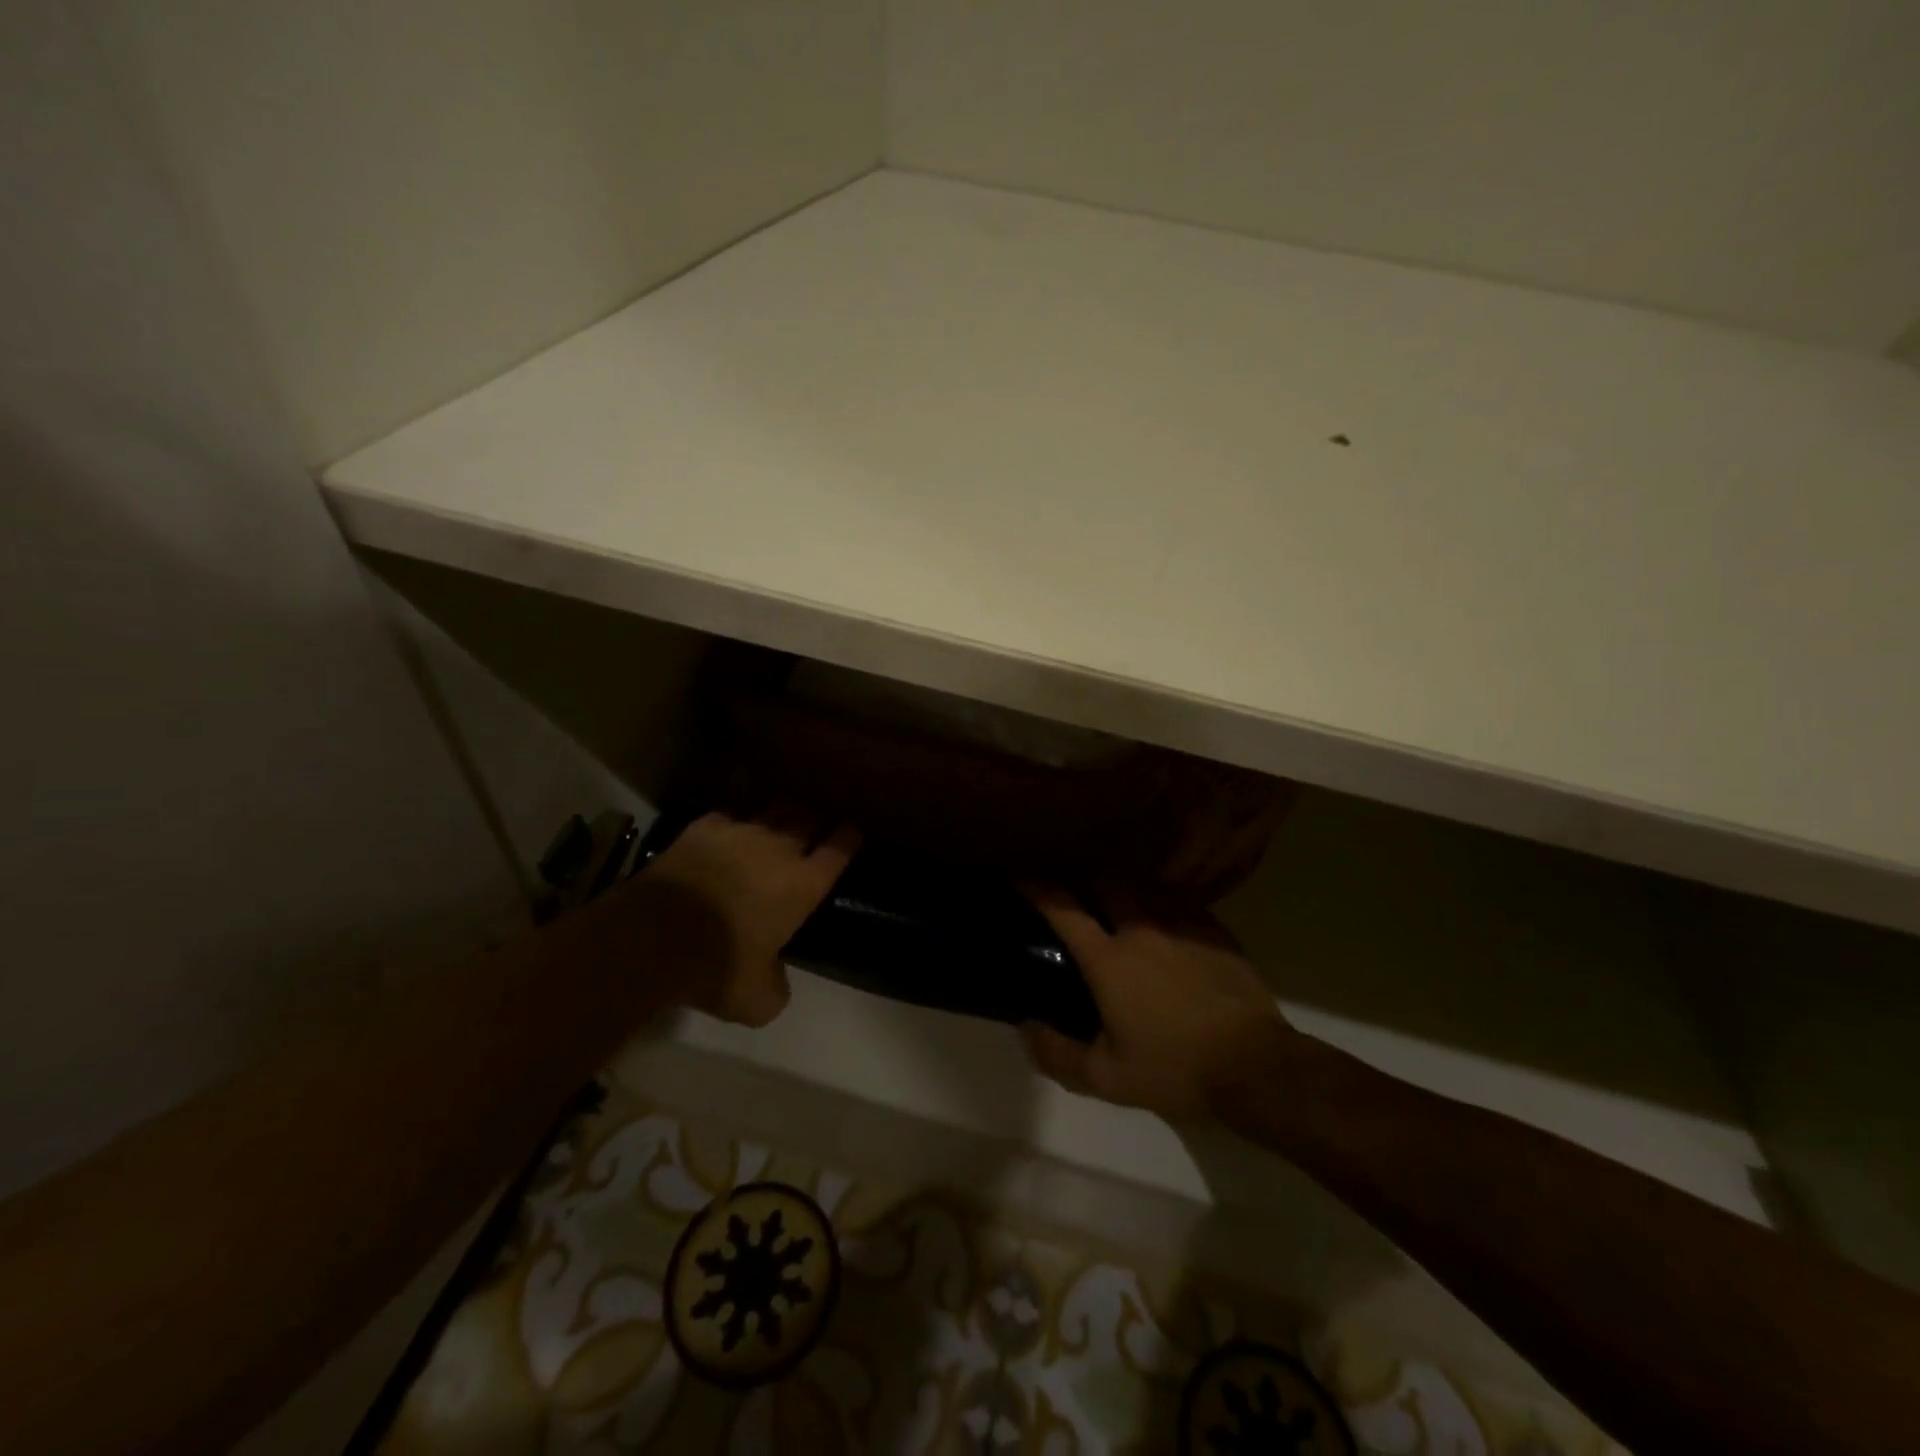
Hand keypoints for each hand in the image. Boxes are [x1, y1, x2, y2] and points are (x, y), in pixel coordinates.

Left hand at [644, 809, 858, 1026]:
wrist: (655, 936)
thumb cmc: (718, 967)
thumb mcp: (758, 1000)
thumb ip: (777, 987)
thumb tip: (776, 980)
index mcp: (803, 885)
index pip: (839, 851)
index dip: (849, 839)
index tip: (853, 831)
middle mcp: (780, 849)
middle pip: (809, 820)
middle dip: (818, 819)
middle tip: (819, 822)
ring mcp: (741, 832)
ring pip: (773, 810)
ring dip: (782, 814)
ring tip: (782, 818)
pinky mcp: (705, 827)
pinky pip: (730, 815)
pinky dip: (735, 821)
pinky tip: (730, 828)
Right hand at [1020, 886, 1290, 1120]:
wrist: (1255, 1065)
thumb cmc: (1175, 1069)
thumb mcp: (1107, 1079)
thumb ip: (1058, 1055)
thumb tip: (1025, 1028)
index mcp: (1109, 959)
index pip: (1064, 909)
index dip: (1037, 888)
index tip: (1021, 876)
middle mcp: (1140, 929)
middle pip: (1104, 882)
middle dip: (1083, 876)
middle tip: (1074, 887)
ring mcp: (1181, 924)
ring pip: (1143, 886)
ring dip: (1122, 886)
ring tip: (1116, 895)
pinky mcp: (1213, 930)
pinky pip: (1179, 901)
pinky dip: (1162, 900)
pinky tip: (1164, 914)